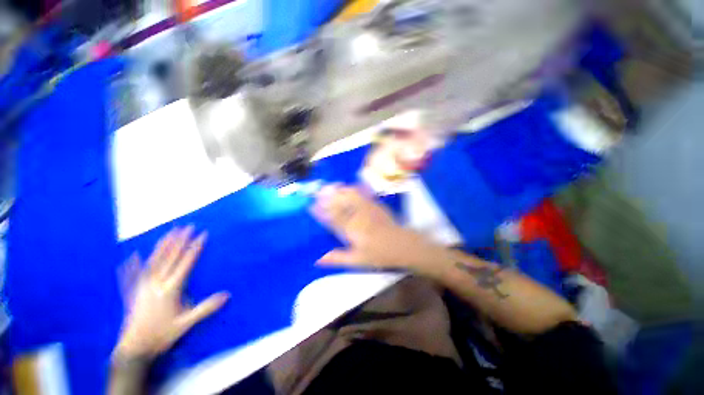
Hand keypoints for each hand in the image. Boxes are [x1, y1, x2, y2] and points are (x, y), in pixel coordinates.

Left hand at [115, 226, 228, 358]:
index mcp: (171, 289)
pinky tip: (131, 256)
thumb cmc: (162, 335)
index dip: (195, 247)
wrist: (134, 349)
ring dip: (162, 246)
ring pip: (153, 262)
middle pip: (169, 258)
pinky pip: (132, 276)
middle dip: (179, 241)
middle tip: (186, 227)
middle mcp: (156, 284)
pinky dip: (132, 265)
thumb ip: (206, 308)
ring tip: (168, 233)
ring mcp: (142, 287)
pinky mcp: (132, 293)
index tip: (202, 234)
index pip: (186, 263)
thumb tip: (228, 295)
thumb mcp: (187, 323)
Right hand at [311, 185, 443, 273]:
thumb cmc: (379, 254)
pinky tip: (349, 186)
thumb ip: (338, 258)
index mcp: (352, 230)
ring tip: (331, 186)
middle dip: (328, 196)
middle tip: (318, 191)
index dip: (321, 211)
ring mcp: (368, 208)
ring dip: (340, 190)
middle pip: (341, 203)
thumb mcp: (358, 260)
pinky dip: (354, 189)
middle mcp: (358, 216)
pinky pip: (363, 194)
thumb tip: (318, 260)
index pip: (333, 218)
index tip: (311, 205)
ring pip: (351, 196)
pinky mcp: (376, 205)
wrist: (403, 245)